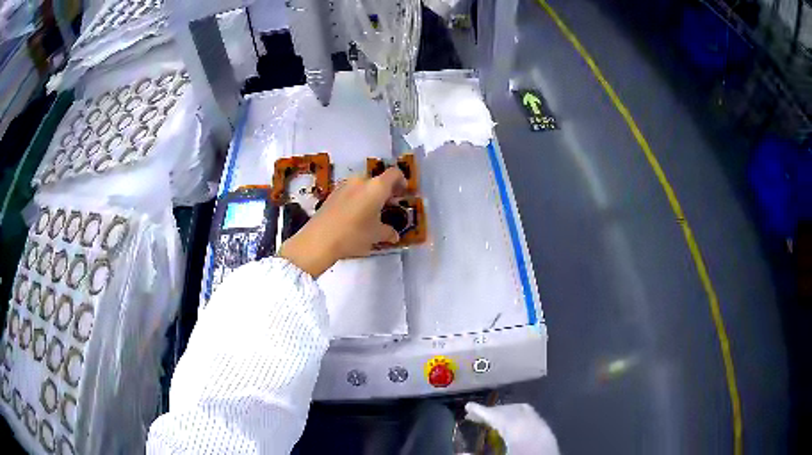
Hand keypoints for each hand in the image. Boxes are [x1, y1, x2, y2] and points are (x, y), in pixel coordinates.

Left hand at [278, 168, 406, 276]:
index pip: (394, 174)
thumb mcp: (375, 235)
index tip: (403, 193)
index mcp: (376, 187)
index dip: (402, 181)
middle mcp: (361, 181)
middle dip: (385, 191)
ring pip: (363, 186)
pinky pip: (351, 192)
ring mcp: (344, 186)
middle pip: (378, 180)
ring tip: (372, 213)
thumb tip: (394, 235)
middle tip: (389, 206)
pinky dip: (357, 199)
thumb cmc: (353, 235)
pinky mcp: (332, 194)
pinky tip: (356, 216)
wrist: (319, 239)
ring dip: (370, 195)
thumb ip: (388, 232)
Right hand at [465, 403, 559, 454]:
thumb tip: (460, 453)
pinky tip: (511, 428)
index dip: (481, 411)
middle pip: (511, 410)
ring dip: (507, 412)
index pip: (497, 416)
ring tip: (492, 419)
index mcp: (519, 432)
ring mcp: (543, 429)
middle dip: (493, 411)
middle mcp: (533, 425)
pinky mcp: (549, 435)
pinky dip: (519, 417)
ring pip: (525, 412)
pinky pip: (533, 418)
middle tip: (475, 416)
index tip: (468, 406)